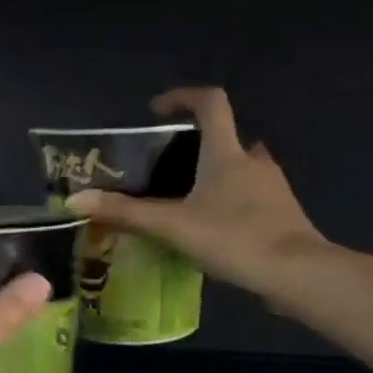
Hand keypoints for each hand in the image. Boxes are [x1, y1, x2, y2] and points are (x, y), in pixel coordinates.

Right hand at [67, 86, 326, 295]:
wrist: (297, 274)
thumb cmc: (233, 238)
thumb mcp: (173, 226)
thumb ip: (125, 213)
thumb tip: (75, 200)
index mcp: (226, 153)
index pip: (211, 103)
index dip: (183, 97)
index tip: (158, 110)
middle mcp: (253, 160)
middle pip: (227, 136)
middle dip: (199, 145)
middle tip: (170, 168)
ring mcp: (274, 186)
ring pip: (242, 168)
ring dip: (218, 174)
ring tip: (189, 201)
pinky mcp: (284, 213)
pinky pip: (254, 196)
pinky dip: (233, 202)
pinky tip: (216, 229)